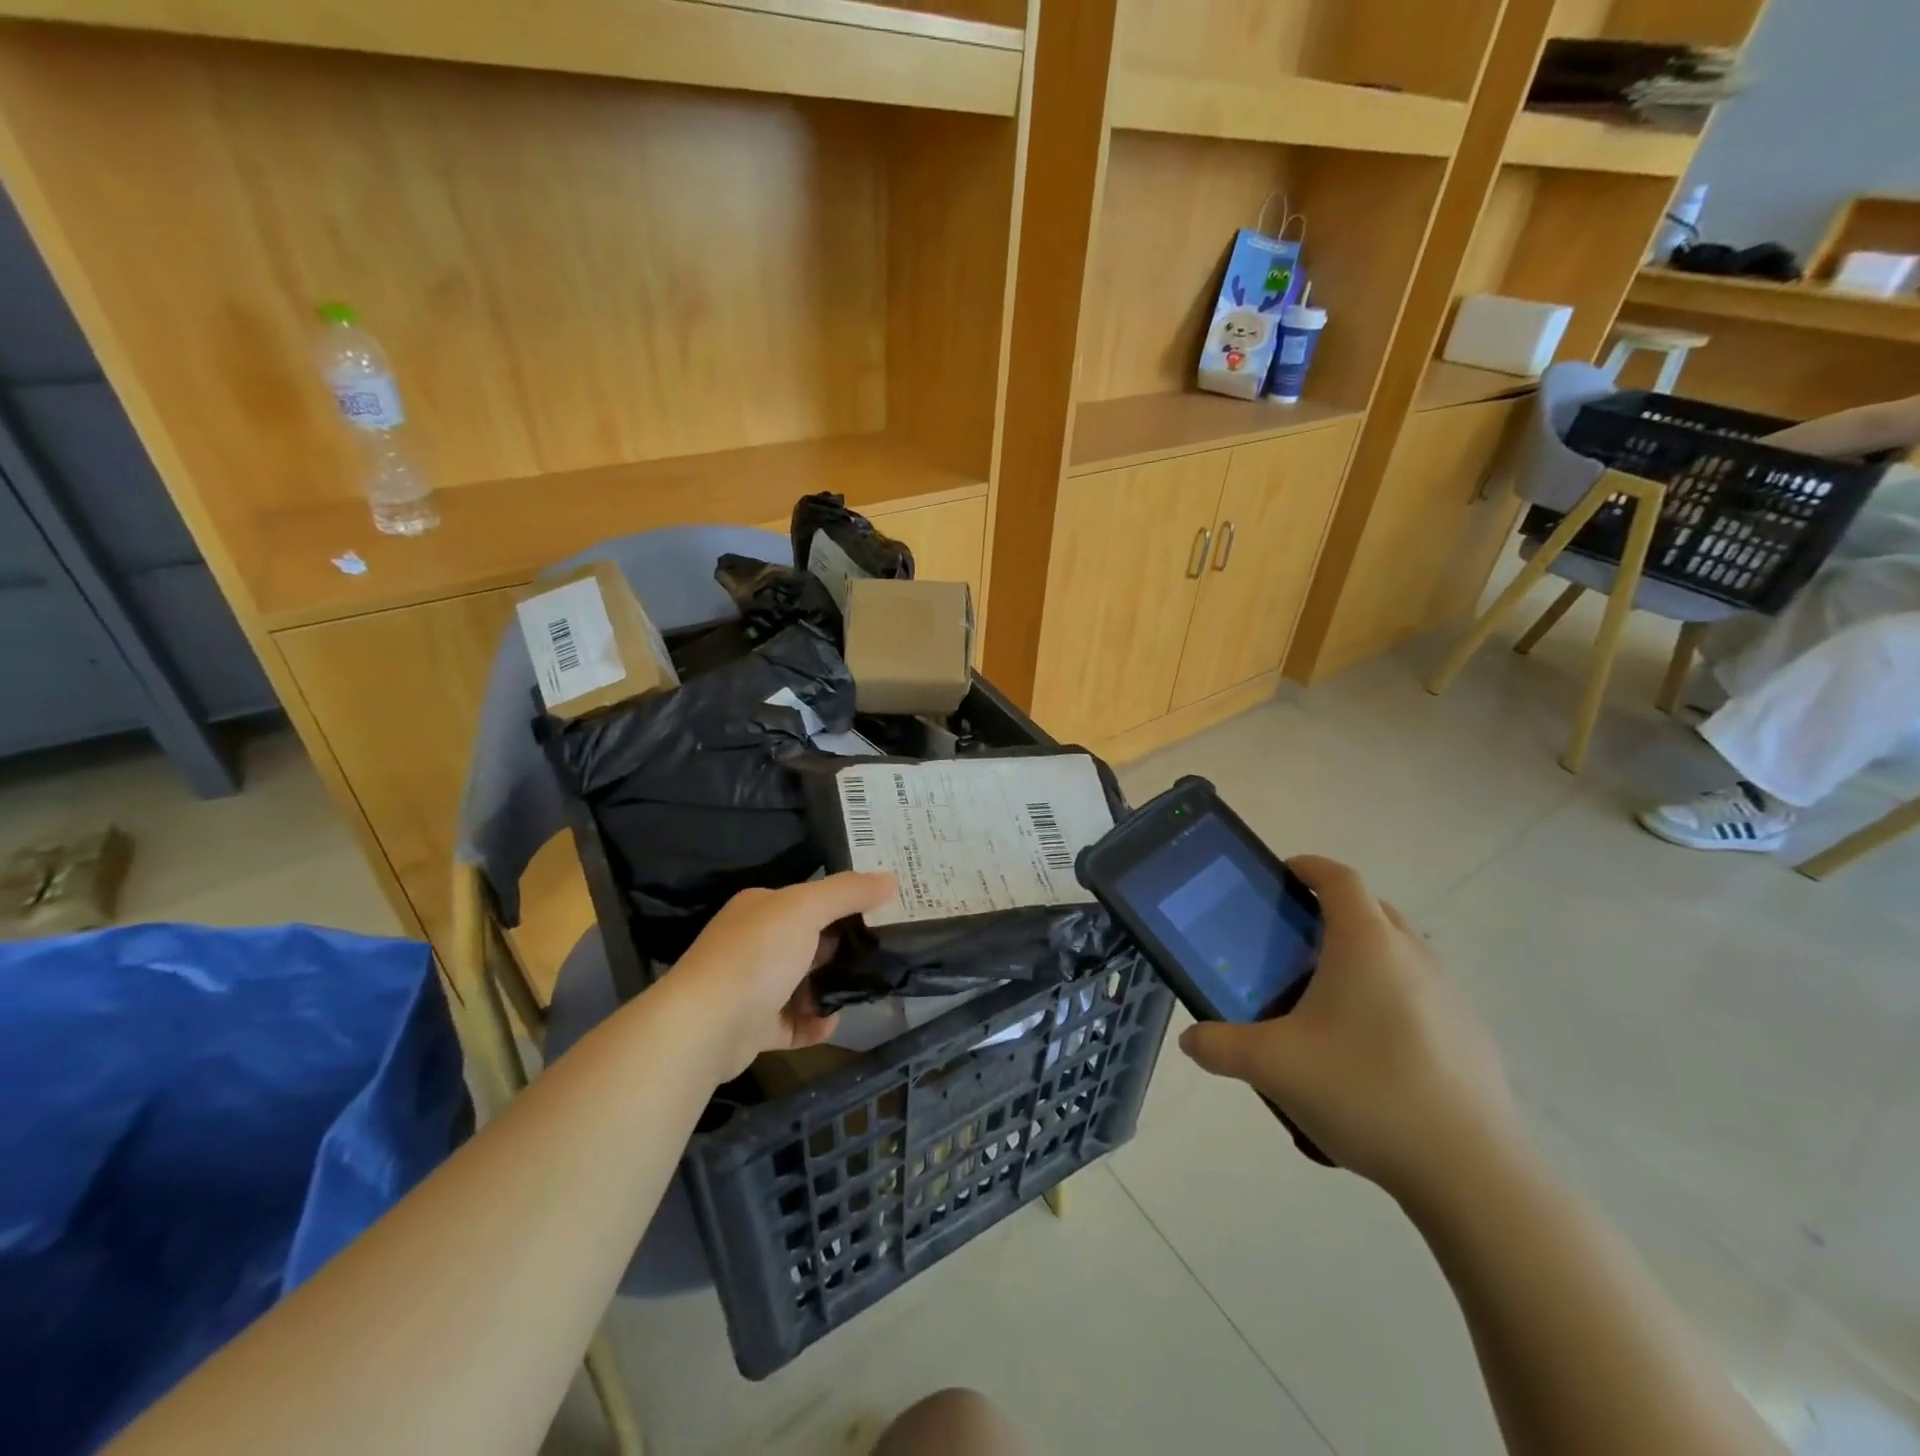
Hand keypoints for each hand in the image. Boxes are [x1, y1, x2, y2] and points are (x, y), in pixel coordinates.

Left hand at [658, 871, 895, 1082]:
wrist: (705, 1027)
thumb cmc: (757, 955)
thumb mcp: (806, 909)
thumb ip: (848, 892)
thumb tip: (892, 878)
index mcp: (762, 908)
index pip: (810, 899)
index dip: (846, 903)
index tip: (884, 911)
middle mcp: (754, 943)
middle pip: (809, 941)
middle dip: (843, 949)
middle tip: (883, 953)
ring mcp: (752, 987)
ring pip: (803, 984)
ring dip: (830, 988)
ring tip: (863, 990)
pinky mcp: (754, 1027)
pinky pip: (793, 1023)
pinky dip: (814, 1023)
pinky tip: (832, 1022)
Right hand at [1178, 856, 1521, 1201]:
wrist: (1470, 1171)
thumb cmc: (1363, 1091)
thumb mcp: (1272, 1066)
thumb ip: (1219, 1046)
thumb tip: (1190, 1040)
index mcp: (1366, 943)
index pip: (1339, 878)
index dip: (1308, 867)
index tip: (1281, 876)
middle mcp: (1413, 955)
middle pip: (1371, 909)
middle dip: (1331, 912)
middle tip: (1291, 943)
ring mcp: (1450, 995)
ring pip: (1399, 952)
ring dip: (1363, 957)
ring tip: (1325, 1000)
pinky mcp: (1471, 1035)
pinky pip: (1420, 993)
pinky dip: (1390, 997)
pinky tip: (1368, 1051)